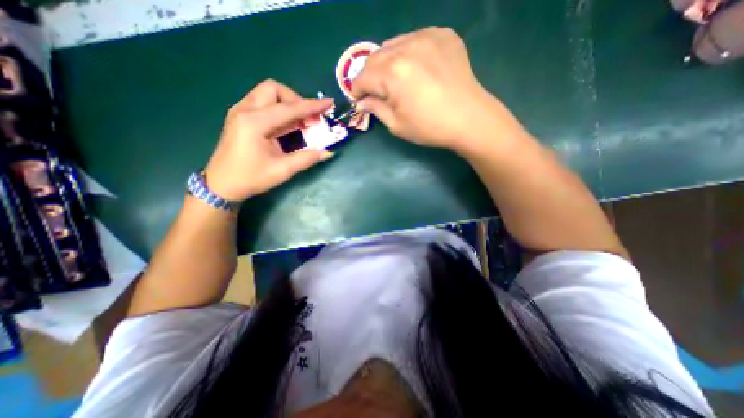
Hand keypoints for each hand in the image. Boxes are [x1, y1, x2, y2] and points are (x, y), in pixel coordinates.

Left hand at [202, 80, 331, 202]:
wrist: (221, 185)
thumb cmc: (251, 178)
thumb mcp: (282, 171)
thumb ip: (306, 158)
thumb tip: (328, 152)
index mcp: (255, 123)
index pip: (289, 109)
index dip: (312, 106)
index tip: (329, 103)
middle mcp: (245, 110)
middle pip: (274, 89)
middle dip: (296, 100)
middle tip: (309, 118)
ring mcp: (239, 111)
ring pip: (267, 93)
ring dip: (287, 103)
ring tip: (301, 121)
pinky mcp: (239, 116)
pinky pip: (262, 102)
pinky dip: (278, 108)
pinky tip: (286, 125)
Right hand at [352, 26, 504, 154]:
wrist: (469, 119)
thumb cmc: (430, 127)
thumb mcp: (397, 125)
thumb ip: (376, 109)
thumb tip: (362, 102)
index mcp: (393, 74)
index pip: (362, 77)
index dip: (356, 90)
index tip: (358, 100)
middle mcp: (406, 48)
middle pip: (374, 58)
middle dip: (369, 76)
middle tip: (375, 91)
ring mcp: (426, 37)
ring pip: (392, 45)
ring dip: (387, 63)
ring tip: (395, 79)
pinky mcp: (443, 35)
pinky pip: (414, 39)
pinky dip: (407, 53)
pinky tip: (415, 69)